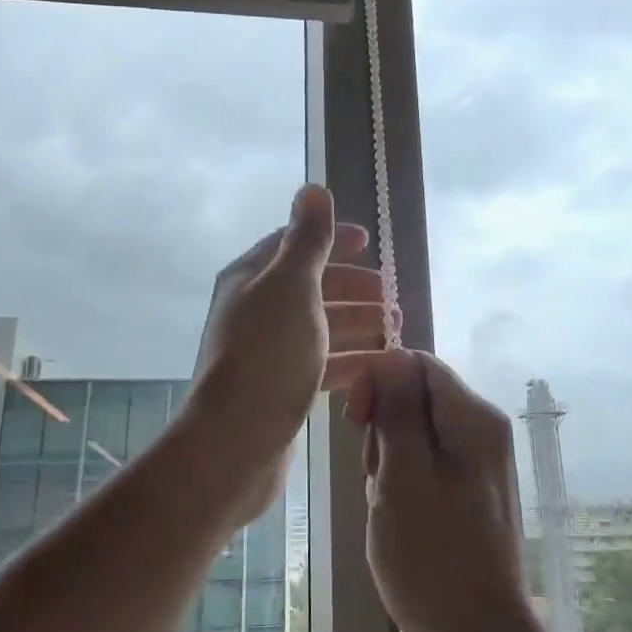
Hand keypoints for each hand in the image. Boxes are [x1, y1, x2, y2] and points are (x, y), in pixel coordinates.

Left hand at [188, 186, 387, 522]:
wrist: (236, 442)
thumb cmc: (268, 354)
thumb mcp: (292, 286)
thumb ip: (308, 239)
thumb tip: (312, 189)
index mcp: (251, 279)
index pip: (294, 245)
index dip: (332, 240)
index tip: (370, 243)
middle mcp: (255, 311)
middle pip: (310, 287)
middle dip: (352, 286)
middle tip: (391, 295)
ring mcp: (266, 352)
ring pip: (319, 326)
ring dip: (356, 322)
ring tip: (395, 327)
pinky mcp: (279, 389)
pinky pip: (320, 363)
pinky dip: (350, 359)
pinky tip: (379, 365)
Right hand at [349, 351, 555, 631]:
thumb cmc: (433, 558)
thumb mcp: (403, 476)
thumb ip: (398, 410)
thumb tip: (392, 356)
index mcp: (474, 418)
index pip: (417, 364)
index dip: (379, 382)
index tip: (356, 424)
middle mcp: (482, 432)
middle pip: (415, 398)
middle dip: (383, 430)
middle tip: (377, 480)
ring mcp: (477, 466)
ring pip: (414, 435)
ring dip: (388, 463)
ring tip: (387, 508)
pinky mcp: (467, 496)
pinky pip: (423, 468)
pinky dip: (401, 486)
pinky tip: (397, 522)